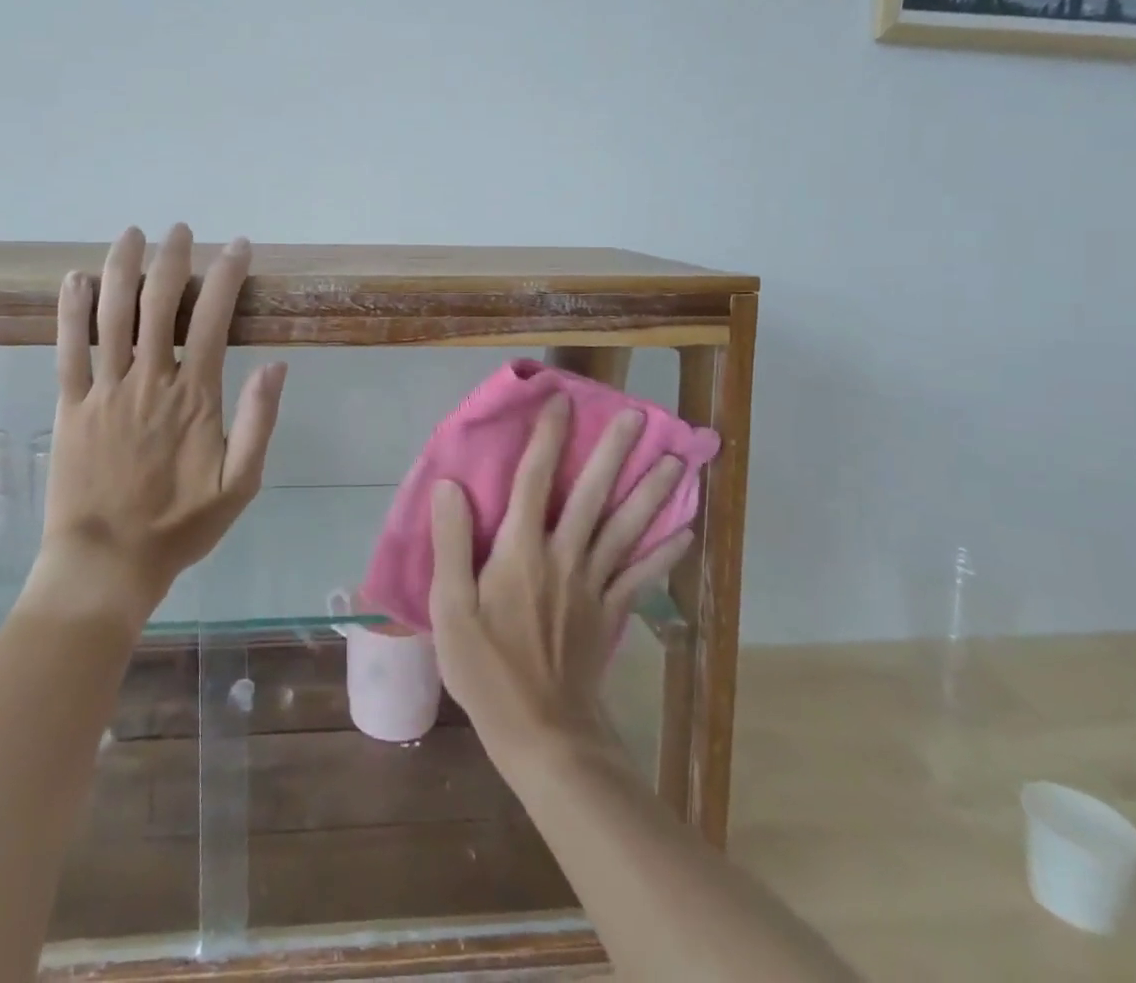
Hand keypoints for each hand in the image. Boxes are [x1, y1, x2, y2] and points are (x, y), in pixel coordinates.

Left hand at [23, 224, 287, 626]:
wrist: (108, 563)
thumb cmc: (180, 525)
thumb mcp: (241, 483)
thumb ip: (260, 422)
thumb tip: (277, 365)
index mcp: (195, 396)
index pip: (215, 319)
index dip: (228, 276)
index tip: (239, 247)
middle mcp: (149, 380)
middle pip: (159, 303)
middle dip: (172, 259)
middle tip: (179, 230)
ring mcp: (104, 390)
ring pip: (111, 315)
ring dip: (121, 268)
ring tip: (131, 234)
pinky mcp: (69, 405)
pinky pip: (66, 349)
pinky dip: (70, 311)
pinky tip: (74, 279)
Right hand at [428, 392, 695, 769]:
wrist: (541, 734)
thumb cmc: (486, 669)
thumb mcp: (450, 608)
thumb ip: (451, 543)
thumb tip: (450, 484)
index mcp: (520, 551)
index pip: (533, 480)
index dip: (548, 438)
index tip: (562, 401)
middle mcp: (563, 557)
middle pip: (591, 495)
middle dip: (613, 453)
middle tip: (638, 416)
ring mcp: (592, 585)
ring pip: (625, 529)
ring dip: (650, 493)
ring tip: (674, 460)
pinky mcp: (610, 614)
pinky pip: (641, 577)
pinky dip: (664, 554)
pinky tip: (686, 532)